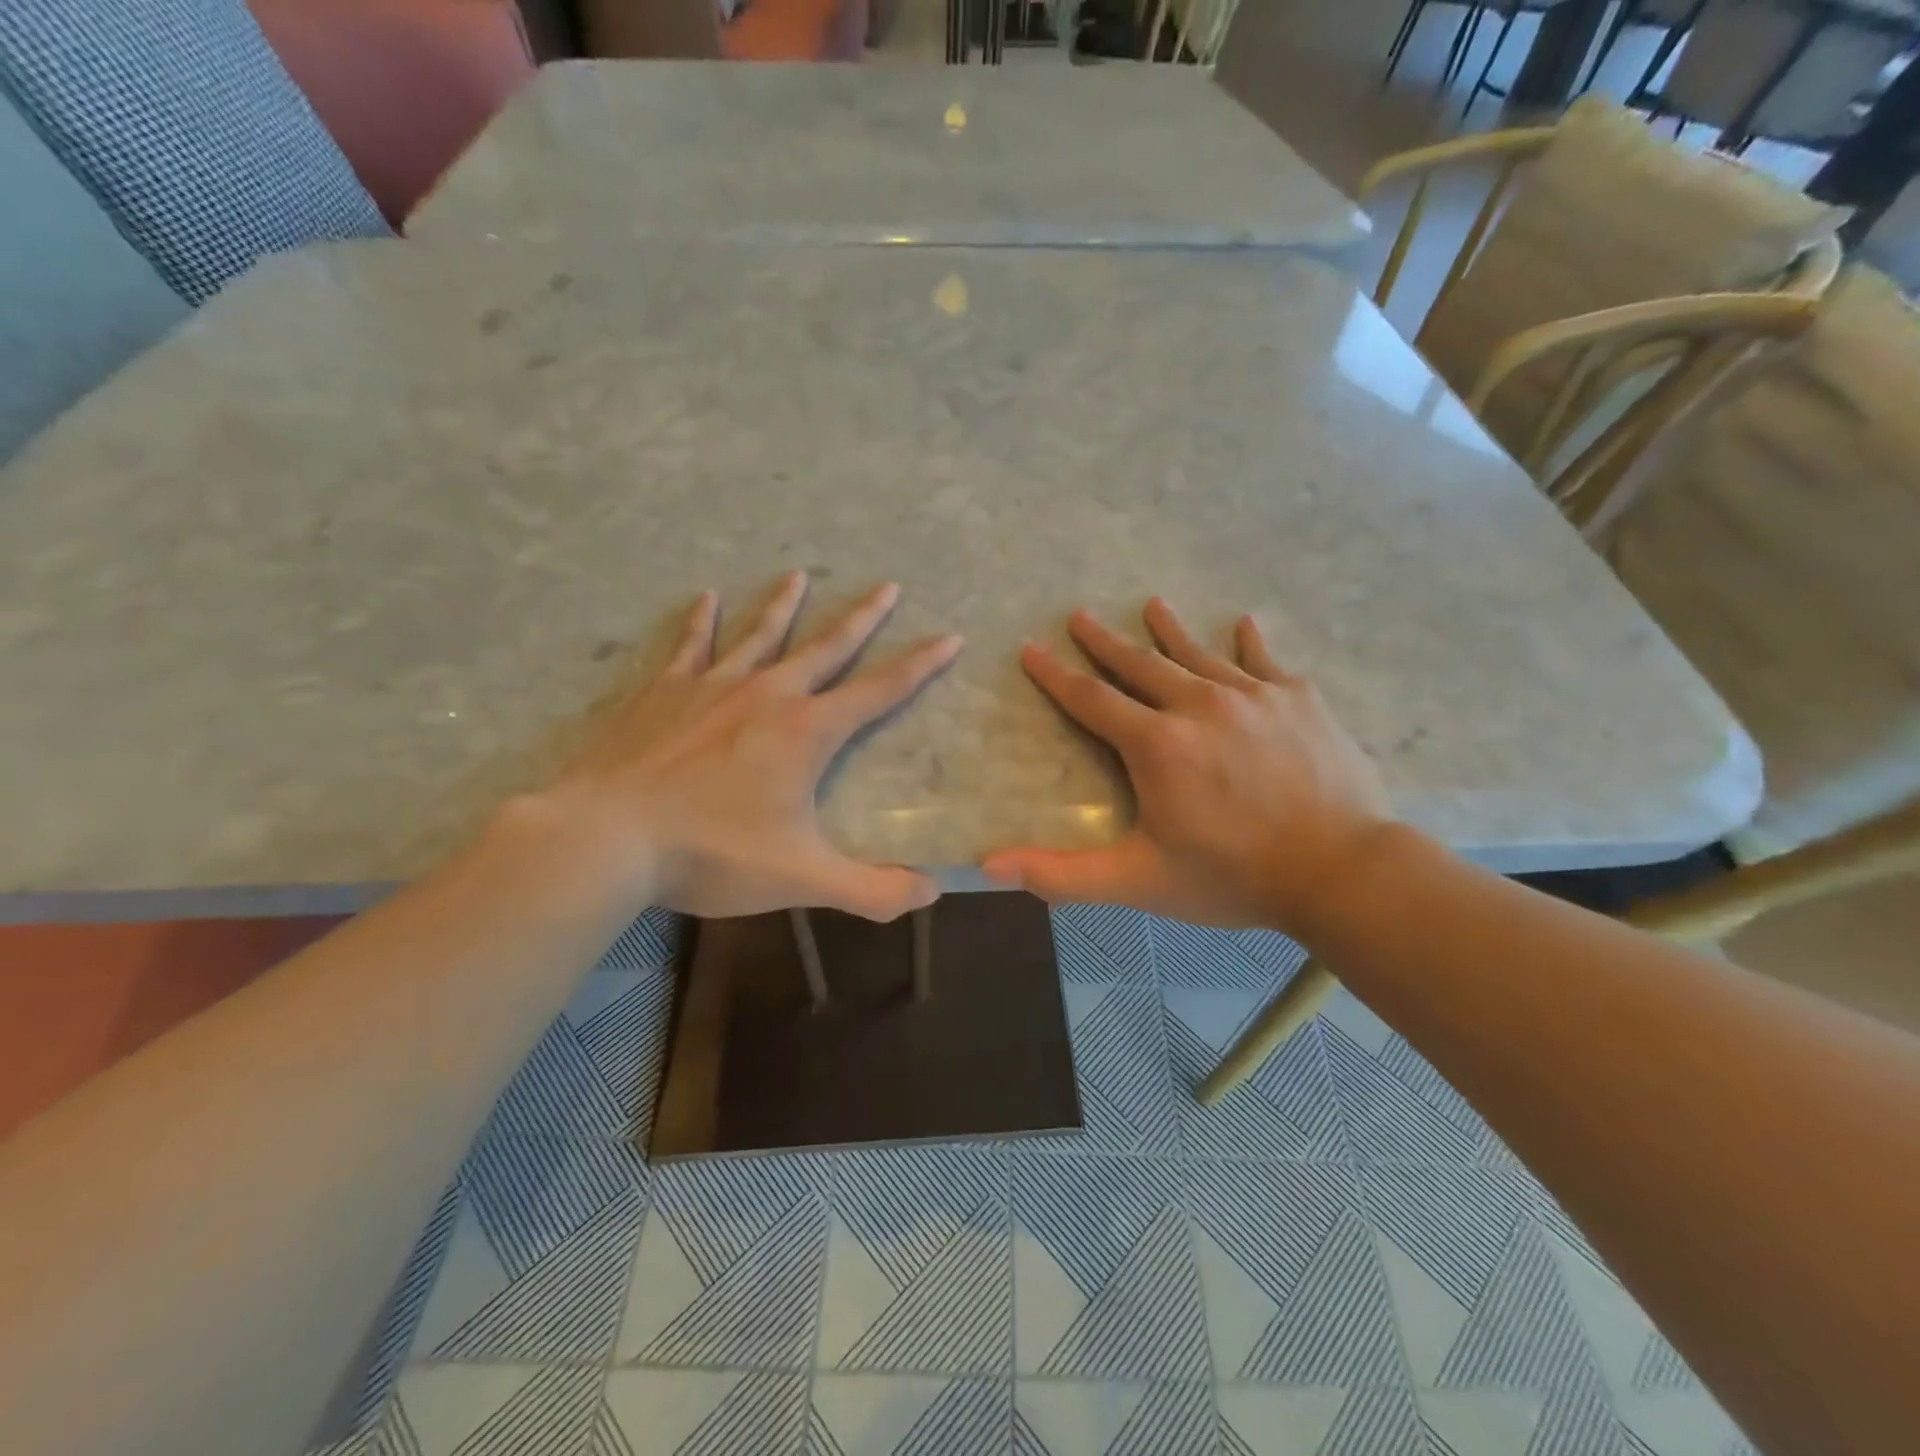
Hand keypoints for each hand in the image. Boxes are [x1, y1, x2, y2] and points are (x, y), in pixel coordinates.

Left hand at [532, 571, 961, 920]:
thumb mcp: (801, 878)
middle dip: (862, 618)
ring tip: (798, 574)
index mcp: (806, 731)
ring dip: (783, 604)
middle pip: (826, 647)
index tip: (949, 636)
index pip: (879, 691)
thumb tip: (932, 892)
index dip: (920, 665)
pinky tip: (706, 596)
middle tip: (887, 585)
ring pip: (759, 635)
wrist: (605, 838)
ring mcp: (711, 687)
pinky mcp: (663, 692)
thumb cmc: (710, 854)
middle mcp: (767, 695)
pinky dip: (700, 620)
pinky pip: (690, 646)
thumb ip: (872, 890)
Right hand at [983, 599, 1390, 934]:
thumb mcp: (1139, 881)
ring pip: (1198, 654)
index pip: (1091, 700)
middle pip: (1140, 665)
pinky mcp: (1298, 699)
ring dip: (1170, 631)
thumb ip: (1062, 874)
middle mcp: (1198, 705)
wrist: (1341, 871)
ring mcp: (1252, 696)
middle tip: (1080, 614)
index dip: (1056, 675)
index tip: (1032, 648)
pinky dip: (1251, 643)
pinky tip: (1244, 624)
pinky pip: (1265, 662)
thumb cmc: (1232, 876)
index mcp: (1156, 744)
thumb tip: (989, 868)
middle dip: (1105, 641)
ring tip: (1152, 606)